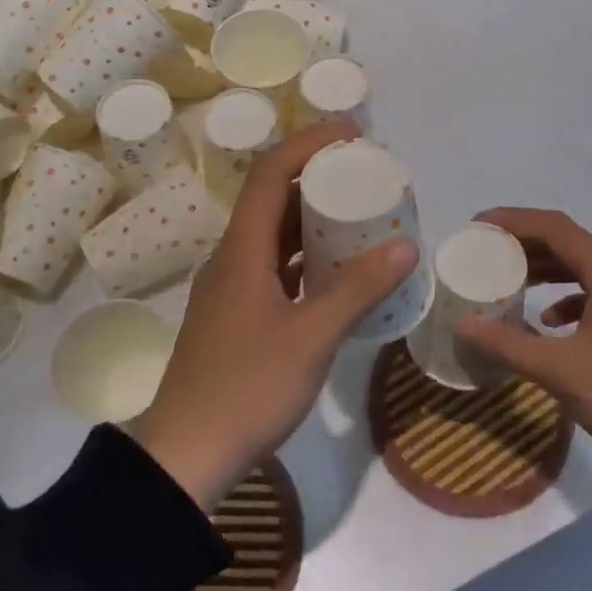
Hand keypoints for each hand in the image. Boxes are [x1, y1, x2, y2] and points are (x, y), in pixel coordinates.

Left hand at [131, 120, 417, 508]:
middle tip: (364, 175)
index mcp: (242, 250)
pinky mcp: (237, 315)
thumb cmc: (248, 387)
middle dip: (316, 177)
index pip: (270, 173)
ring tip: (358, 215)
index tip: (352, 136)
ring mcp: (232, 288)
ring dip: (312, 219)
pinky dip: (306, 257)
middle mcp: (232, 258)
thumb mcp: (312, 337)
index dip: (308, 144)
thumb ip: (358, 290)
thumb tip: (404, 246)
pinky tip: (339, 273)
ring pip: (274, 235)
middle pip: (272, 198)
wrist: (187, 454)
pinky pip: (275, 267)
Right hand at [458, 208, 591, 462]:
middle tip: (488, 252)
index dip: (515, 221)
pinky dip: (568, 299)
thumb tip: (464, 325)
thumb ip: (508, 344)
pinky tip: (548, 322)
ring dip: (546, 271)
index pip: (556, 228)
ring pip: (584, 269)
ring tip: (511, 282)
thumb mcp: (558, 370)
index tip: (480, 227)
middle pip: (569, 244)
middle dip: (526, 245)